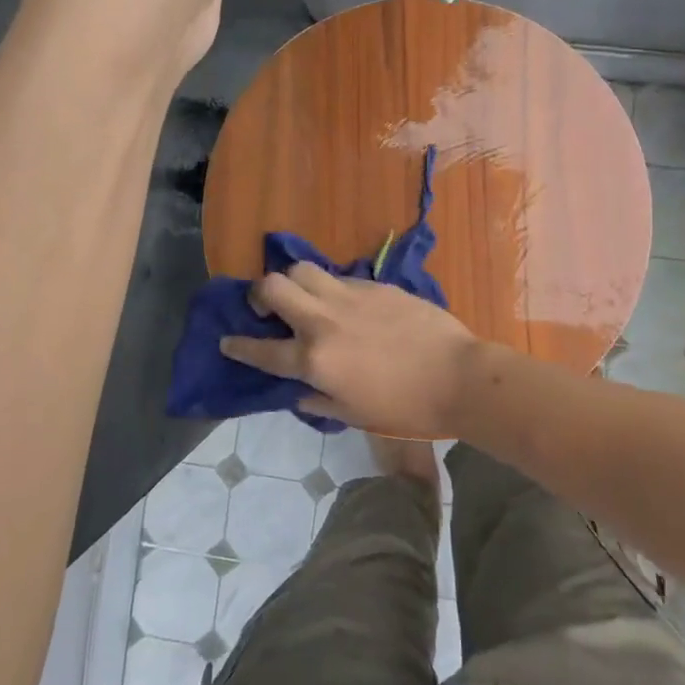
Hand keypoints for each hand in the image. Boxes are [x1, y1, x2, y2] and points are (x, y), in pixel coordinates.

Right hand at [220, 262, 480, 439]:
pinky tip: (343, 304)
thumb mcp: (353, 415)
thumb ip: (318, 399)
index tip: (226, 341)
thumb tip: (300, 391)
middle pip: (273, 287)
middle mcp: (324, 321)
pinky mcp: (375, 286)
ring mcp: (350, 297)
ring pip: (304, 270)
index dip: (238, 347)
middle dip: (259, 295)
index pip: (261, 350)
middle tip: (265, 309)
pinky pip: (340, 278)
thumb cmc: (405, 409)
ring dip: (293, 281)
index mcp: (315, 360)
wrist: (458, 378)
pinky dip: (331, 288)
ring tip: (303, 298)